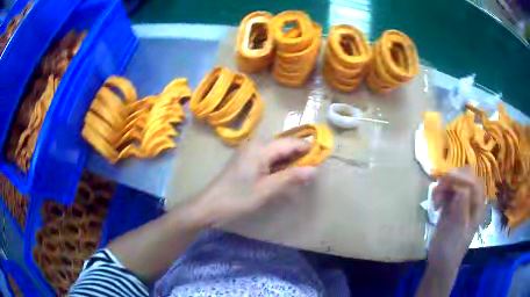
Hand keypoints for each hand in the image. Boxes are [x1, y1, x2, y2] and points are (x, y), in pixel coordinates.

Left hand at [195, 137, 316, 226]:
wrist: (210, 205)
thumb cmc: (238, 198)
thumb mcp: (267, 189)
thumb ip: (291, 177)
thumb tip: (314, 170)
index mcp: (260, 148)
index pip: (290, 143)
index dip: (307, 149)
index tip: (322, 157)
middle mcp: (255, 145)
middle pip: (283, 146)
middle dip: (299, 156)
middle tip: (312, 170)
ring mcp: (249, 152)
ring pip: (276, 153)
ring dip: (290, 163)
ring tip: (302, 175)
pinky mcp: (246, 161)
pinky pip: (268, 159)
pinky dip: (279, 167)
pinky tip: (285, 177)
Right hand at [428, 168, 485, 271]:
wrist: (440, 263)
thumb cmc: (451, 249)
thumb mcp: (457, 230)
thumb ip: (461, 208)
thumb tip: (461, 188)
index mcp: (477, 206)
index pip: (474, 182)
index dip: (462, 177)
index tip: (446, 178)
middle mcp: (471, 201)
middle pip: (465, 178)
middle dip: (452, 179)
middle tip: (439, 188)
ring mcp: (461, 203)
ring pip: (454, 183)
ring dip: (444, 187)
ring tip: (435, 201)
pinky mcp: (451, 207)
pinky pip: (447, 192)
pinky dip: (440, 193)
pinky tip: (435, 205)